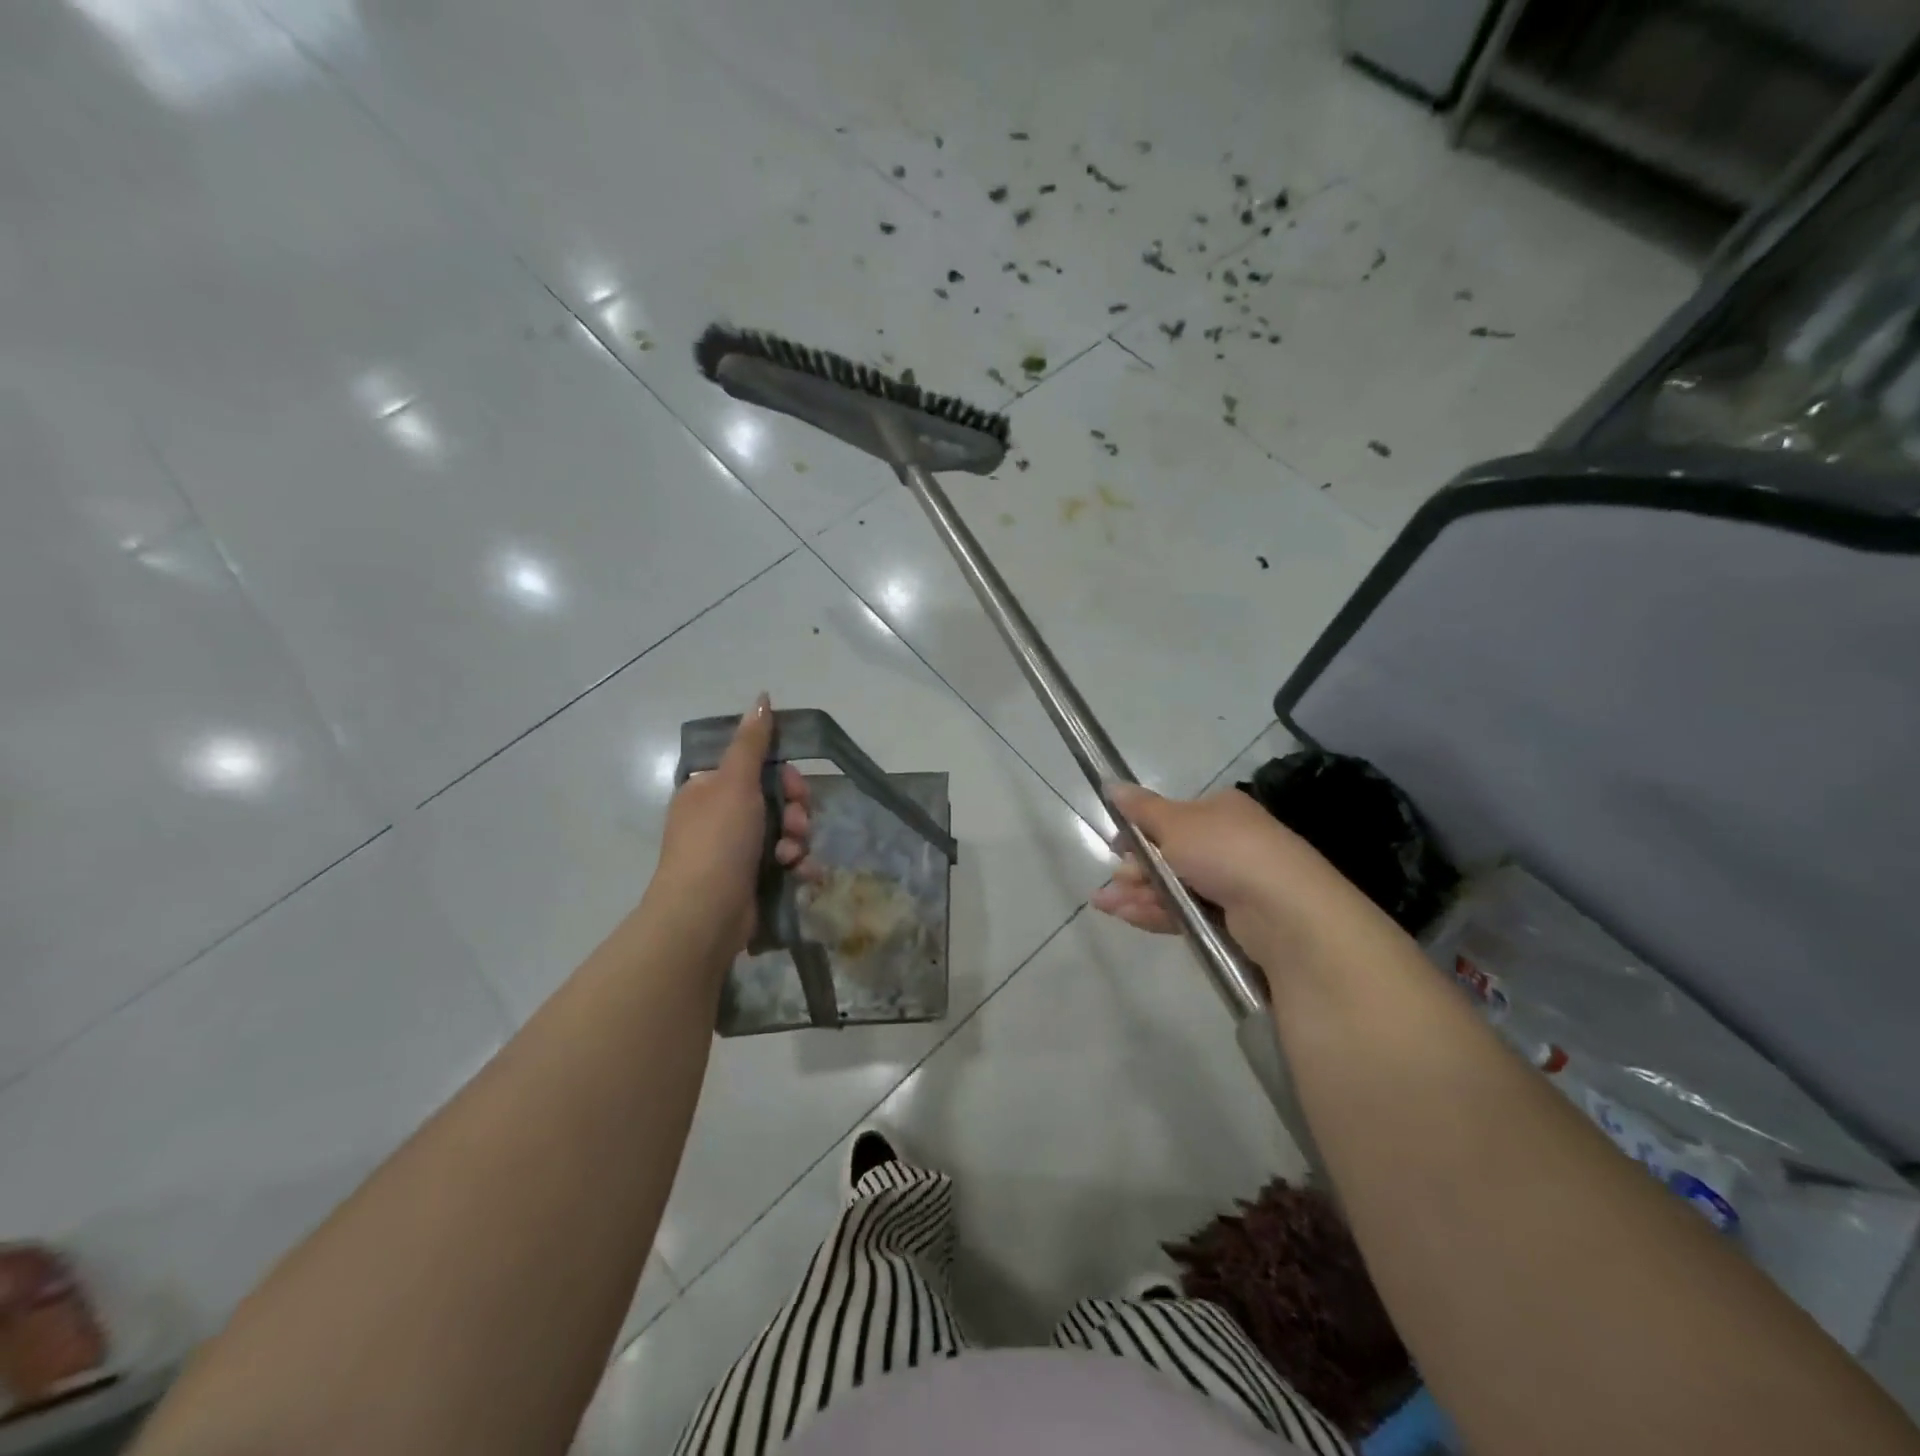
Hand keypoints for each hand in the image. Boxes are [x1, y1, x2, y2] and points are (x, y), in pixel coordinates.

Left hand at [652, 694, 817, 957]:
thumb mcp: (735, 782)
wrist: (705, 913)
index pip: (756, 769)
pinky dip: (797, 865)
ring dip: (797, 839)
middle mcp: (720, 817)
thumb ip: (752, 742)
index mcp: (709, 790)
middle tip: (797, 823)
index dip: (783, 775)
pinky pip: (785, 861)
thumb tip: (761, 697)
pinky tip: (802, 873)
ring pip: (785, 831)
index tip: (792, 785)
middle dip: (795, 810)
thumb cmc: (718, 840)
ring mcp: (735, 851)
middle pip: (776, 800)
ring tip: (792, 855)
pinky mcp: (751, 880)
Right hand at [1090, 781, 1384, 977]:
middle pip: (1169, 854)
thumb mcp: (1175, 823)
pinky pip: (1186, 911)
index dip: (1140, 831)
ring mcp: (1232, 883)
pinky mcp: (1233, 920)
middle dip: (1136, 867)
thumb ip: (1141, 809)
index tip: (1116, 845)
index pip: (1171, 818)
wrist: (1284, 912)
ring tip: (1106, 904)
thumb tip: (1111, 784)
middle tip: (1115, 879)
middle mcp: (1227, 843)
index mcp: (1219, 811)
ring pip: (1174, 885)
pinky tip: (1127, 915)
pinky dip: (1156, 911)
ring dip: (1138, 892)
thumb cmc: (1225, 851)